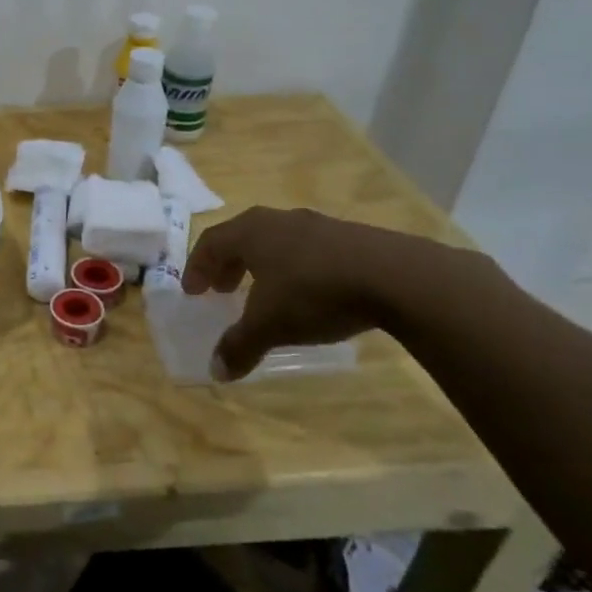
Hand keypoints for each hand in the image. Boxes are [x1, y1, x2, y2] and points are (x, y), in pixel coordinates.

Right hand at [181, 205, 478, 378]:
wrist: (398, 277)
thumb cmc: (316, 293)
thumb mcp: (271, 325)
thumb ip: (240, 345)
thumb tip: (215, 371)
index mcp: (250, 232)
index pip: (210, 242)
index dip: (197, 267)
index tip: (193, 291)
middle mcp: (278, 220)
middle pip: (241, 237)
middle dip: (228, 264)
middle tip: (223, 290)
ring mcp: (317, 224)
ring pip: (276, 241)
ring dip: (262, 265)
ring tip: (265, 293)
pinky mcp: (351, 236)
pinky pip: (307, 248)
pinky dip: (295, 267)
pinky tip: (310, 292)